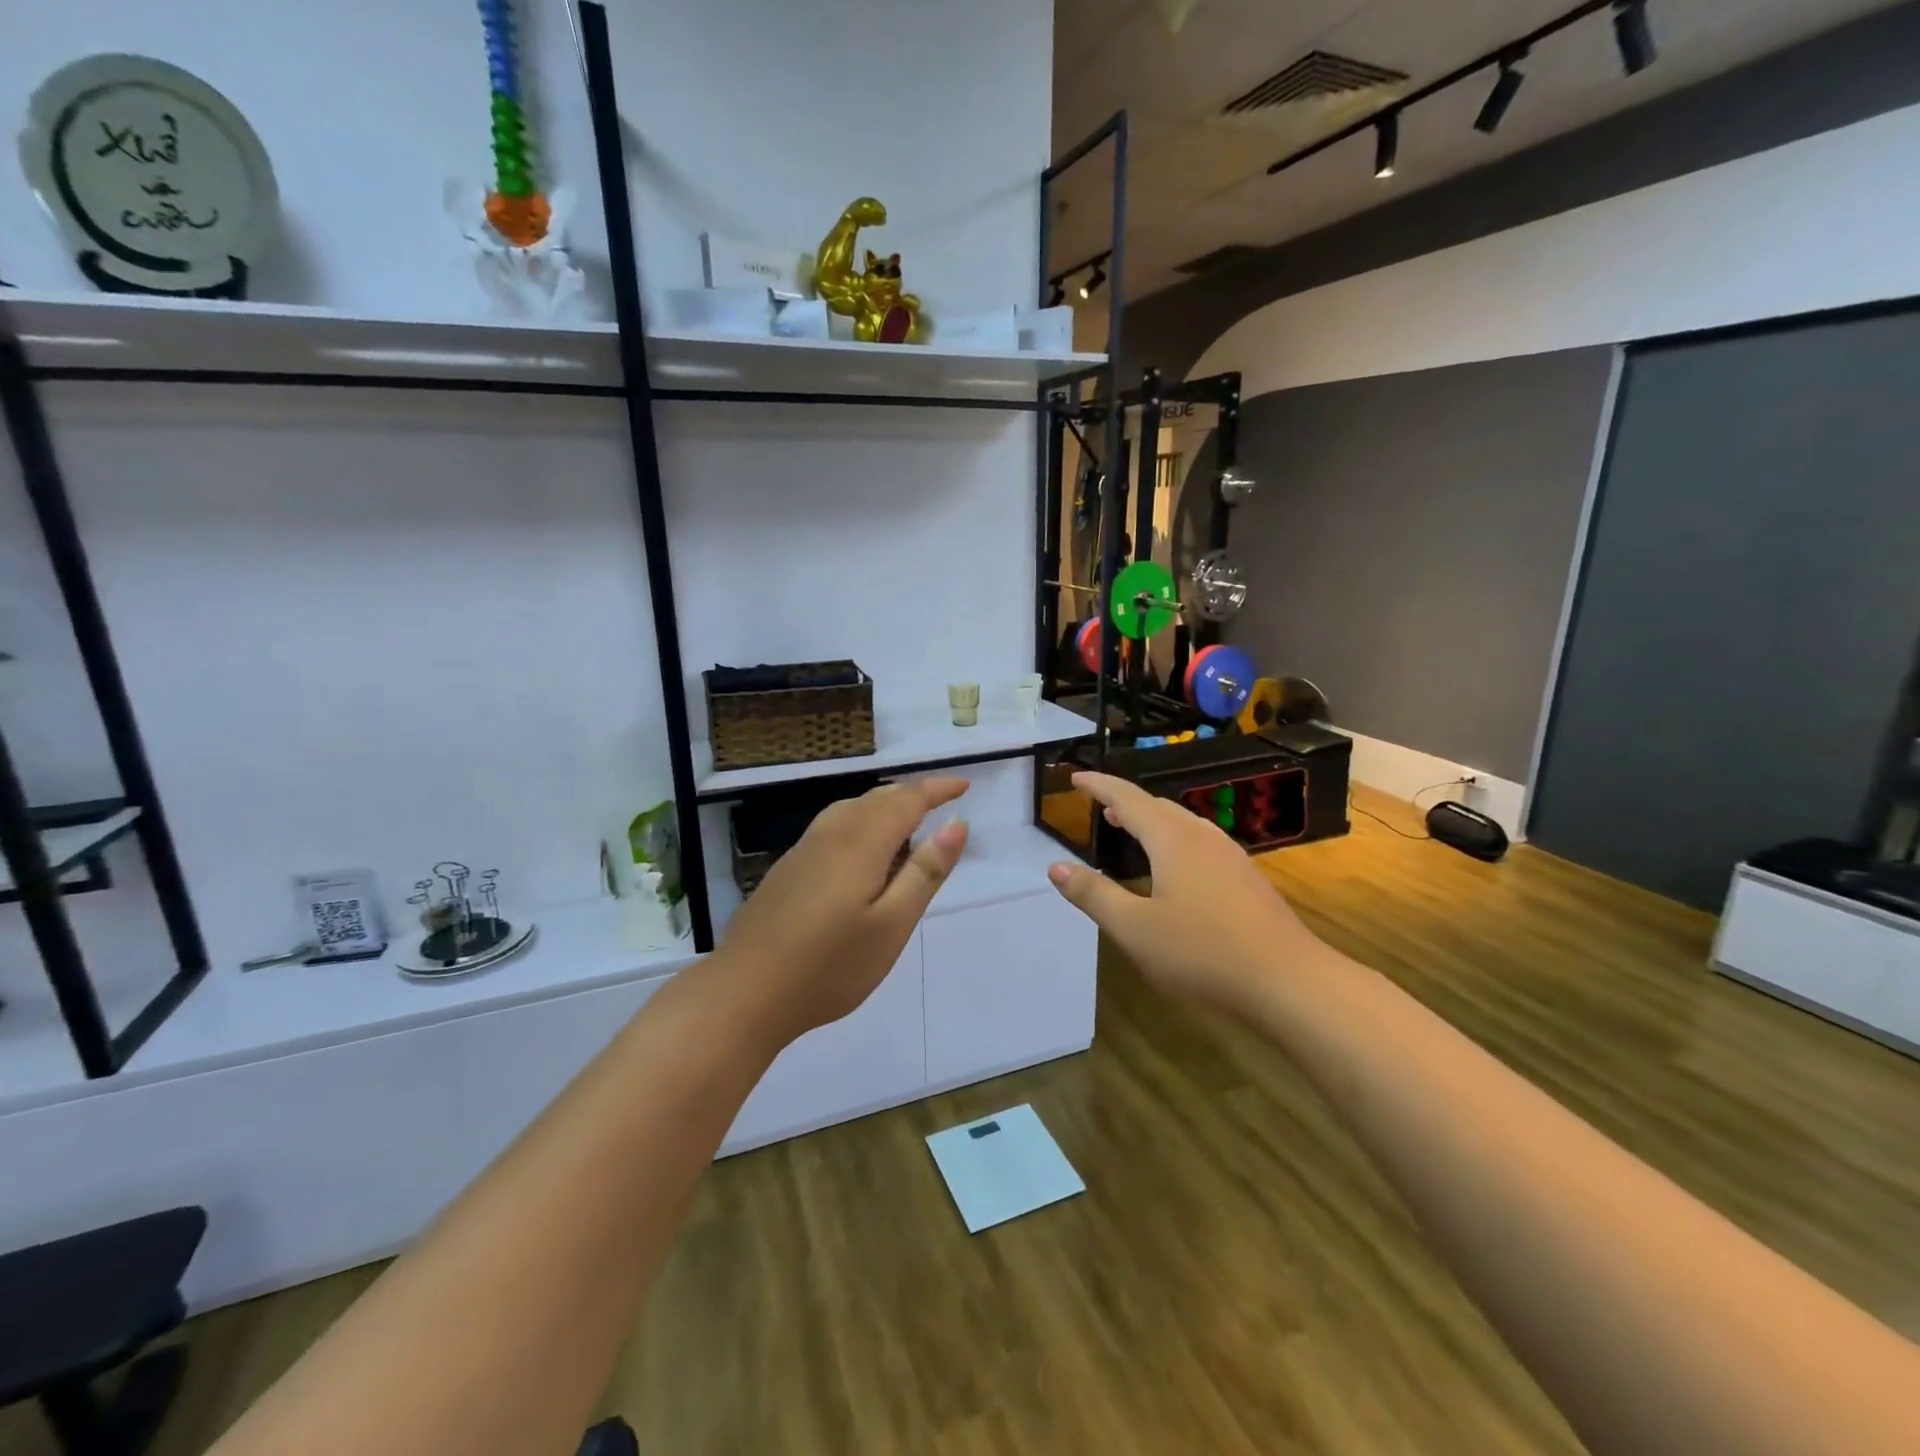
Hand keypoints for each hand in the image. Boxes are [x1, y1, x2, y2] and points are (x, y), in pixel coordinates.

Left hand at [712, 777, 969, 1050]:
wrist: (744, 993)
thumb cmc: (829, 966)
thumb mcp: (892, 925)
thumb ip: (925, 872)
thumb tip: (956, 824)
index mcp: (861, 842)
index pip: (906, 800)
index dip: (937, 790)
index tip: (963, 786)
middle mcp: (831, 834)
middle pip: (877, 799)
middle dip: (912, 796)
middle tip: (943, 804)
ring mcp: (804, 849)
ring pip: (852, 809)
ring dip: (885, 807)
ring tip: (909, 826)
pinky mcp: (788, 868)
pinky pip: (835, 826)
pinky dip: (862, 823)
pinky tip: (863, 854)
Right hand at [1047, 771, 1328, 1012]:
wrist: (1290, 982)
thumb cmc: (1203, 952)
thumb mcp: (1134, 929)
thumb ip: (1093, 895)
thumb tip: (1055, 867)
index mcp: (1172, 839)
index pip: (1128, 799)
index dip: (1099, 785)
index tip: (1076, 777)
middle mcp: (1202, 837)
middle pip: (1158, 807)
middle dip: (1126, 803)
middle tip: (1101, 808)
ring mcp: (1231, 857)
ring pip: (1183, 824)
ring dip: (1152, 821)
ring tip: (1132, 831)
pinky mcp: (1247, 879)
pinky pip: (1200, 843)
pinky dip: (1174, 840)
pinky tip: (1175, 869)